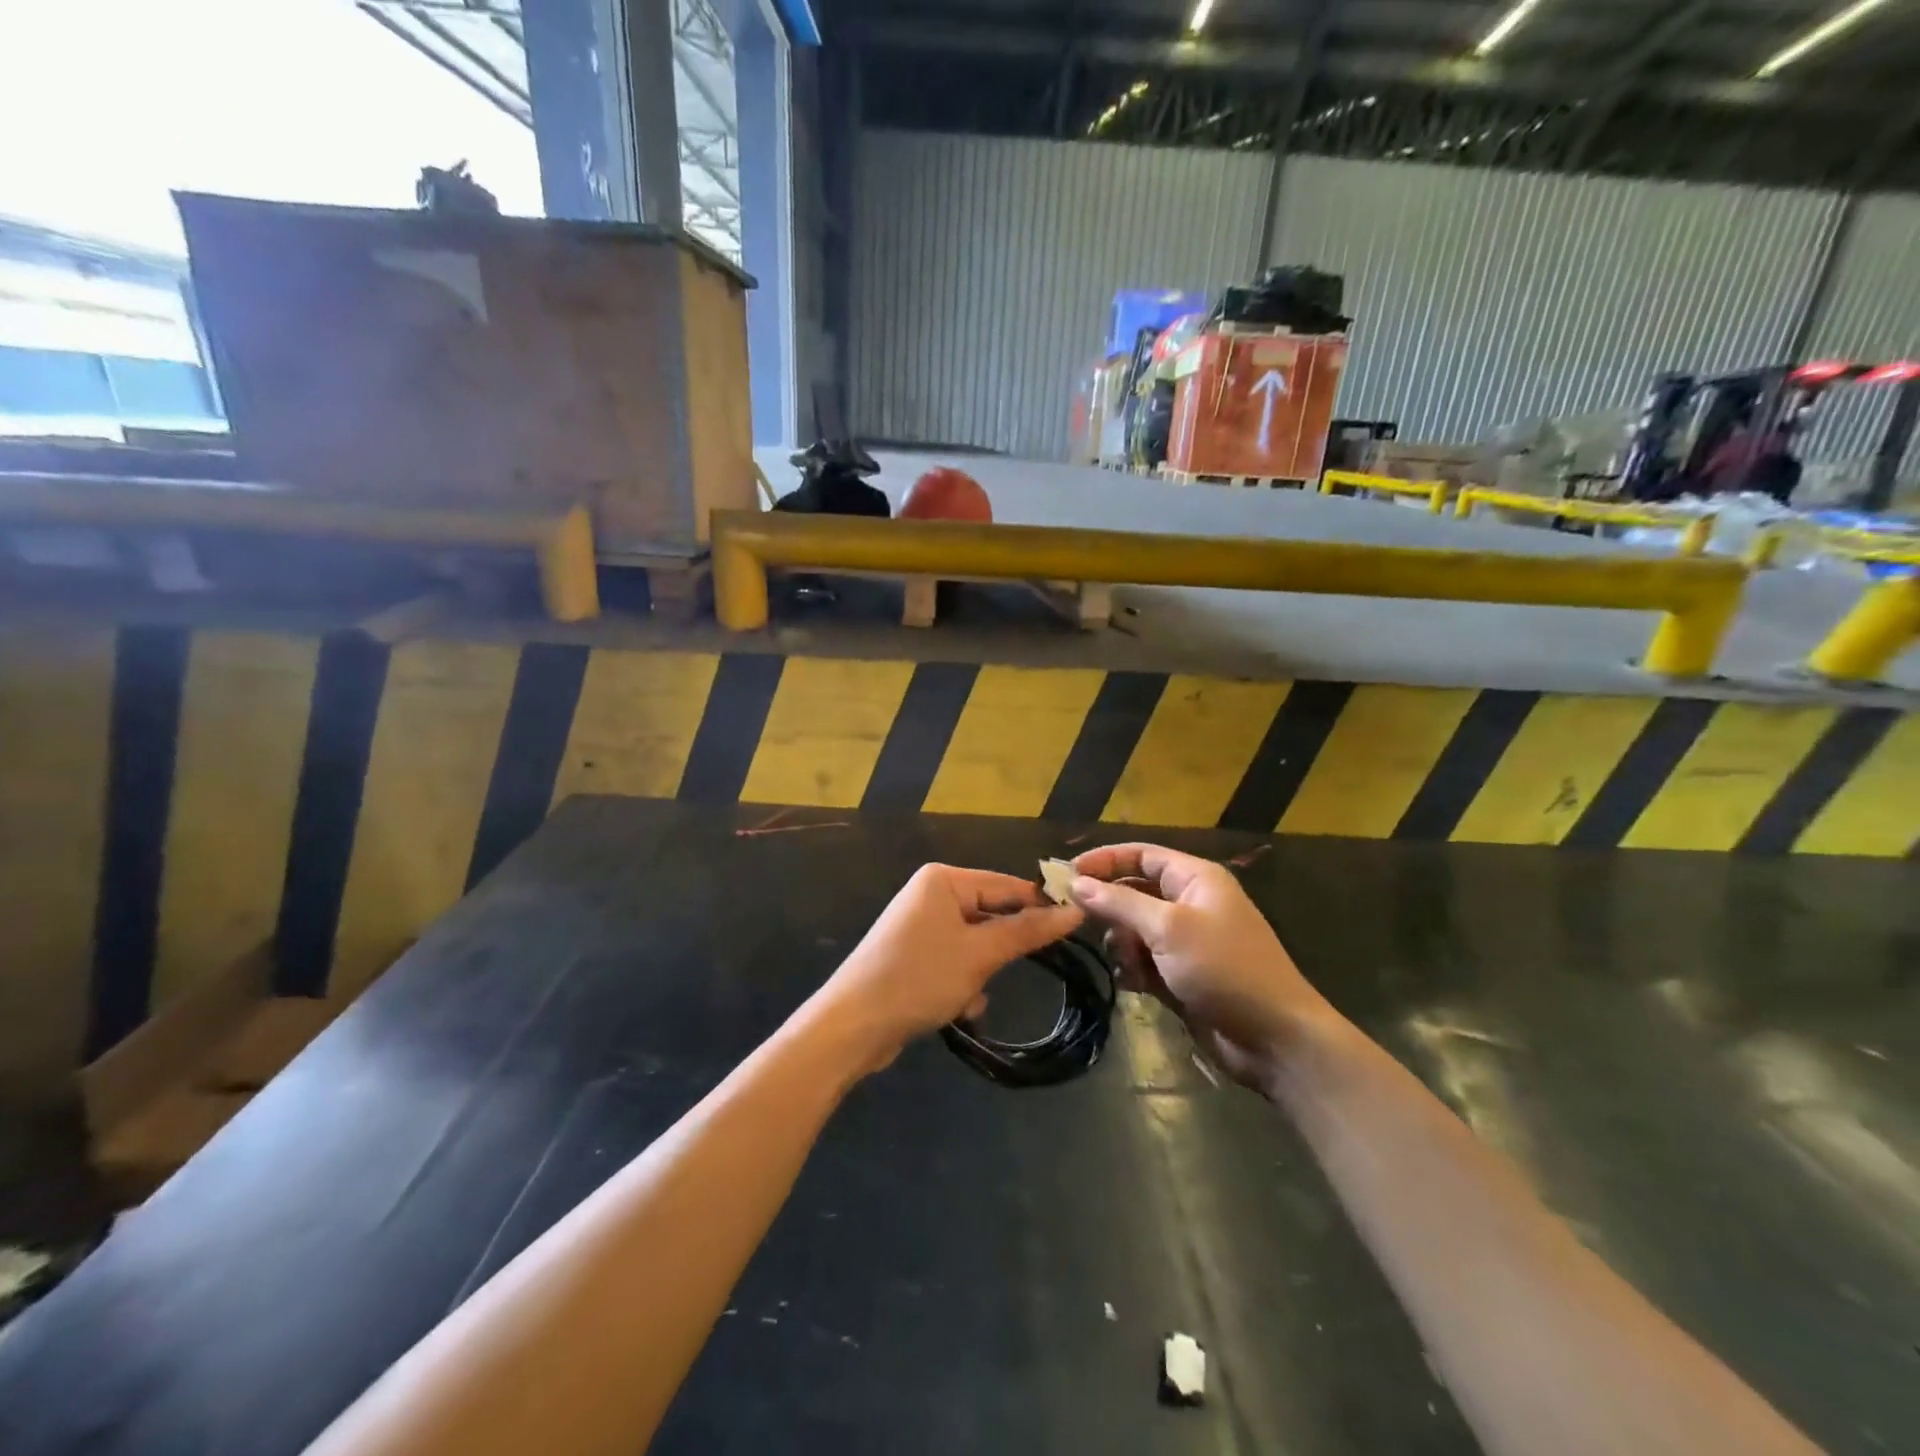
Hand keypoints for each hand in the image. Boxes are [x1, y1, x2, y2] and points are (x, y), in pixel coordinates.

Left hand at [815, 864, 1082, 1073]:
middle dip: (1000, 951)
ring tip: (969, 996)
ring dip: (980, 973)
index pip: (1006, 885)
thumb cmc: (919, 978)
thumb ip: (1027, 931)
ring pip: (975, 944)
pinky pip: (955, 962)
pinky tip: (957, 1009)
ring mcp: (920, 926)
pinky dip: (962, 984)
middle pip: (990, 915)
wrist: (852, 1026)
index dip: (1040, 907)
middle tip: (1013, 971)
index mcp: (943, 880)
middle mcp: (930, 895)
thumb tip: (1074, 911)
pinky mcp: (914, 956)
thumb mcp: (979, 955)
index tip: (1076, 929)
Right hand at [1070, 843, 1334, 1091]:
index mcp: (1195, 879)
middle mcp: (1189, 904)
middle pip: (1133, 892)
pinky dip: (1133, 970)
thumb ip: (1119, 903)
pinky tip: (1135, 985)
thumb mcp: (1168, 928)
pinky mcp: (1180, 975)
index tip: (1066, 873)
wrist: (1273, 1038)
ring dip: (1122, 944)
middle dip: (1109, 907)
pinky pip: (1143, 961)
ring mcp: (1185, 942)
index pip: (1140, 856)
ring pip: (1133, 930)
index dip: (1104, 860)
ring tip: (1128, 963)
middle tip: (1076, 920)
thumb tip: (1075, 882)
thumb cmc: (1224, 968)